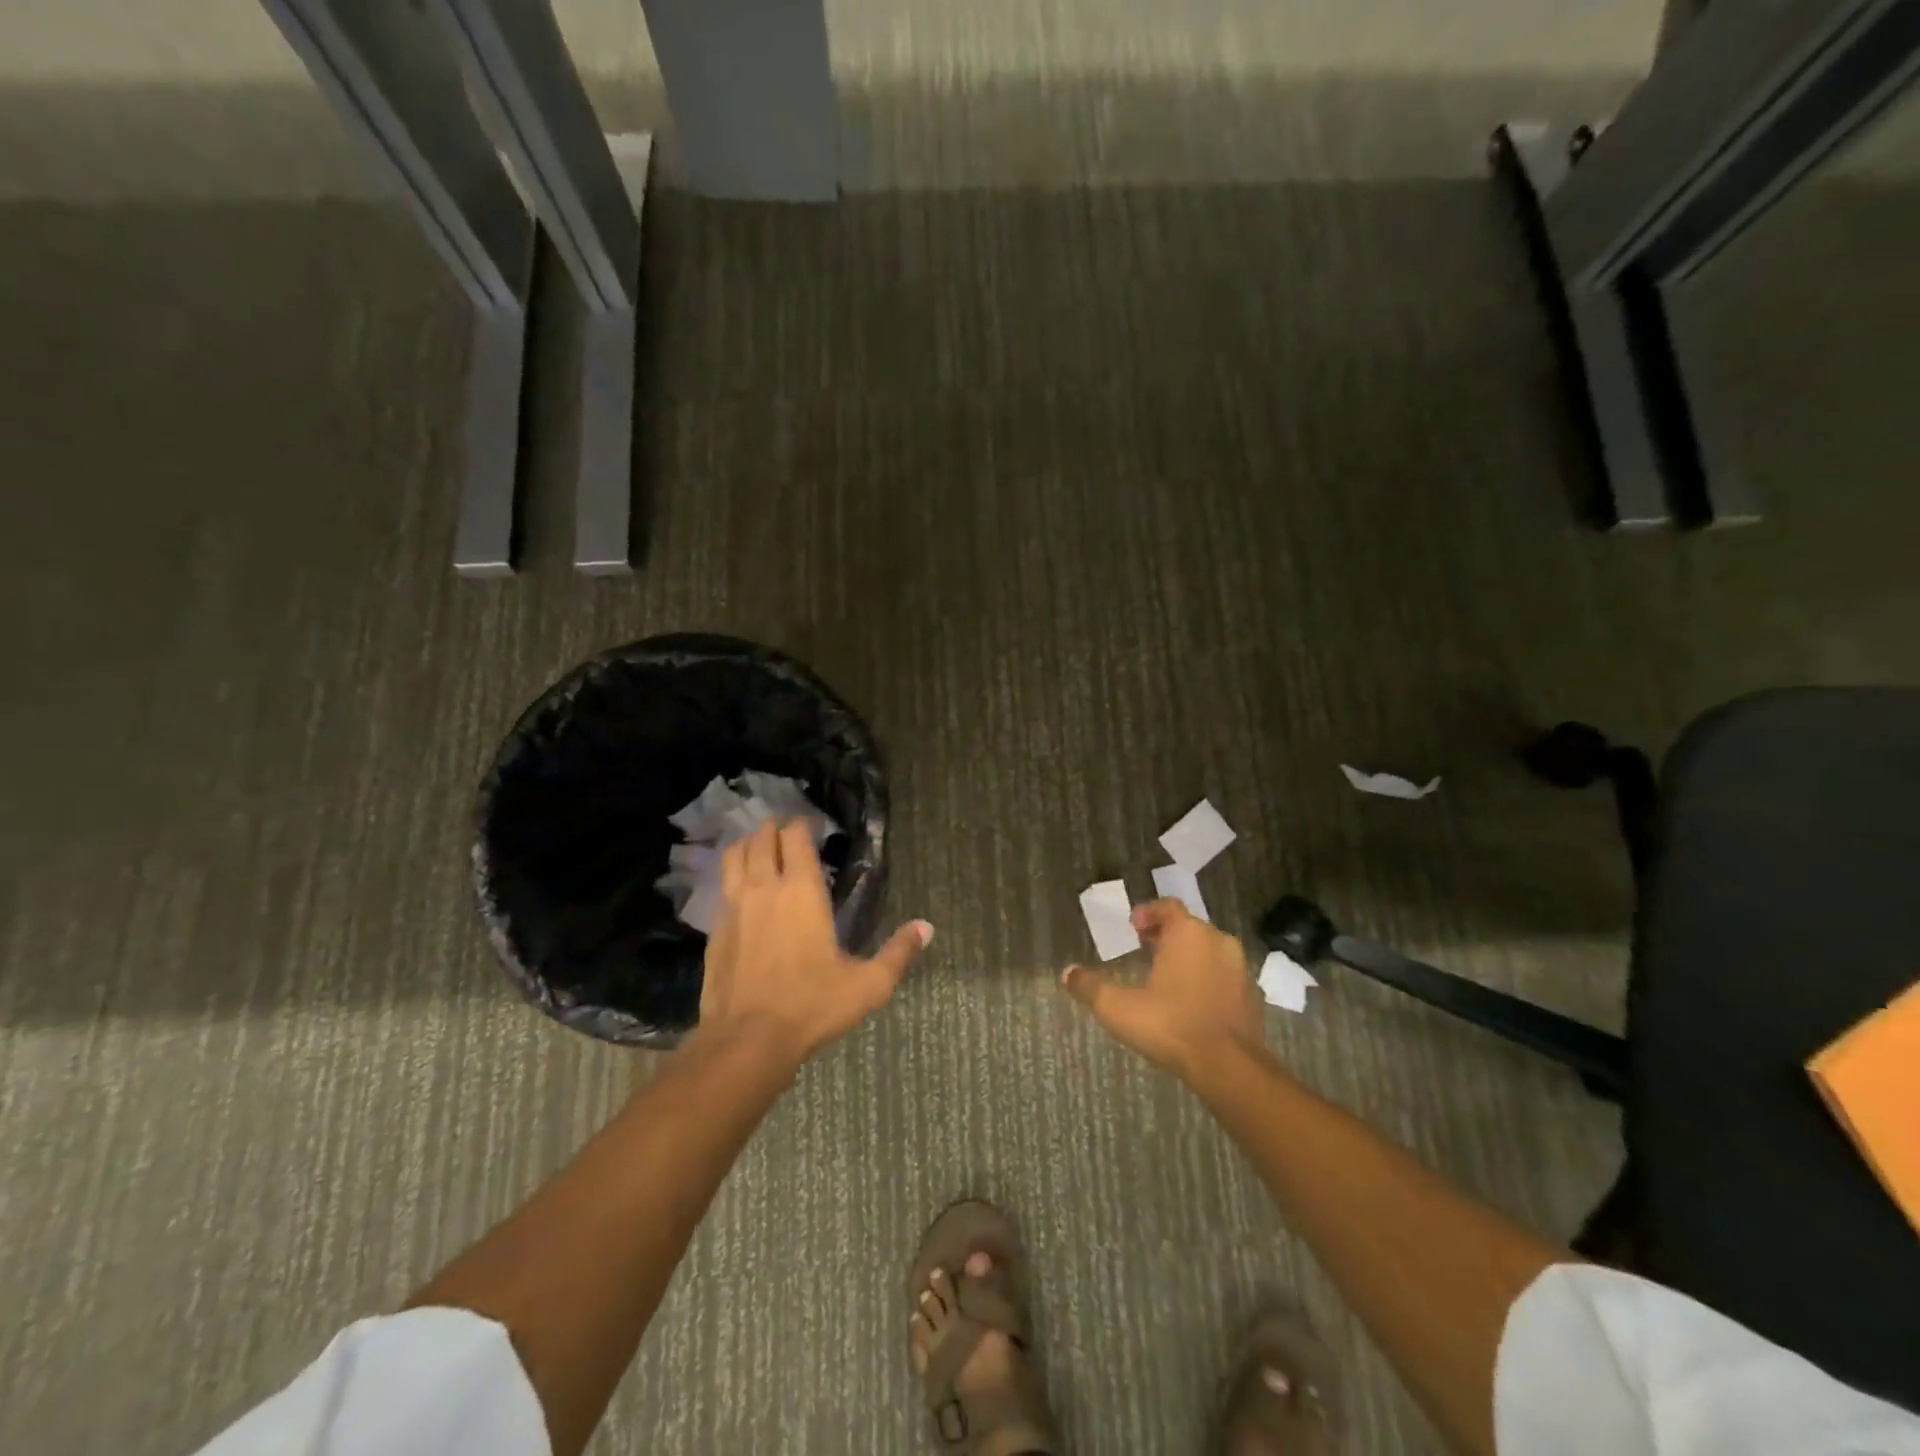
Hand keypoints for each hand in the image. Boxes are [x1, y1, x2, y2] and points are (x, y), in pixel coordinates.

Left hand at [695, 819, 930, 1068]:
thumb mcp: (868, 984)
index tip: (815, 828)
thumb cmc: (812, 1005)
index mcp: (801, 890)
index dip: (803, 824)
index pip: (795, 835)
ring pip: (734, 855)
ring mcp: (733, 907)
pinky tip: (743, 892)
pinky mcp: (714, 930)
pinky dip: (732, 876)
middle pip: (761, 837)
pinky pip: (722, 887)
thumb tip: (926, 927)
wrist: (747, 1040)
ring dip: (748, 845)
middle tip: (790, 835)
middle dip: (775, 829)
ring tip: (761, 850)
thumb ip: (898, 952)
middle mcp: (764, 888)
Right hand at [1062, 899, 1264, 1078]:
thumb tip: (1067, 973)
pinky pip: (1224, 976)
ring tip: (1167, 976)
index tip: (1134, 927)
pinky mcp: (1252, 995)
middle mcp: (1218, 941)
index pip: (1168, 906)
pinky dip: (1208, 979)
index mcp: (1188, 933)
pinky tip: (1192, 1002)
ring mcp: (1240, 968)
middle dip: (1166, 935)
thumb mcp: (1119, 1008)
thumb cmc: (1170, 1025)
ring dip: (1189, 956)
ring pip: (1209, 950)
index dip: (1148, 913)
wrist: (1229, 1067)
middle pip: (1189, 927)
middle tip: (1145, 949)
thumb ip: (1091, 988)